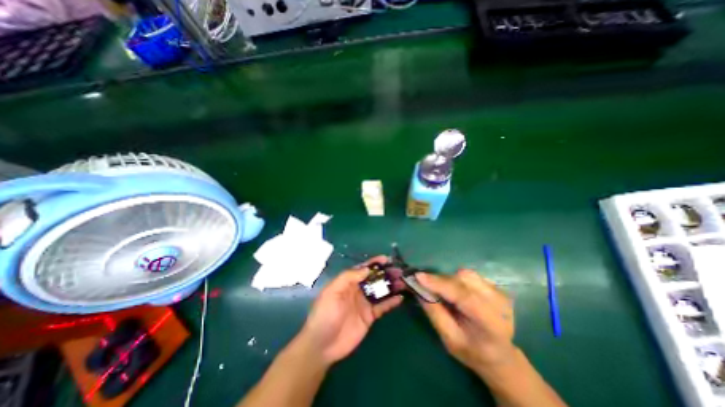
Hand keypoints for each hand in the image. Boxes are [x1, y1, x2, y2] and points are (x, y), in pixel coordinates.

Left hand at [297, 256, 405, 364]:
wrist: (322, 345)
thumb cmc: (325, 314)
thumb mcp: (333, 291)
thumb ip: (349, 277)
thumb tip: (367, 268)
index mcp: (348, 282)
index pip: (363, 269)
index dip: (374, 263)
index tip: (386, 259)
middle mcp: (357, 290)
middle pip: (374, 279)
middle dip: (386, 273)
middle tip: (399, 271)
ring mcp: (364, 303)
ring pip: (380, 291)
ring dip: (391, 286)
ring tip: (403, 281)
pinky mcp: (370, 316)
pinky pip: (382, 307)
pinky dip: (391, 302)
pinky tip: (400, 298)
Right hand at [413, 271, 514, 374]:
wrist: (499, 354)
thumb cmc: (472, 351)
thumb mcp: (449, 339)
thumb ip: (434, 312)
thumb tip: (418, 288)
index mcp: (490, 323)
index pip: (463, 296)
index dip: (440, 284)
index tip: (418, 277)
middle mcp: (499, 303)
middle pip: (464, 280)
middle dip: (441, 280)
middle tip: (425, 285)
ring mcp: (499, 292)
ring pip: (466, 274)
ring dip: (448, 279)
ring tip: (441, 290)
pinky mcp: (495, 286)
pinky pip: (470, 275)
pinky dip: (456, 279)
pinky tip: (454, 291)